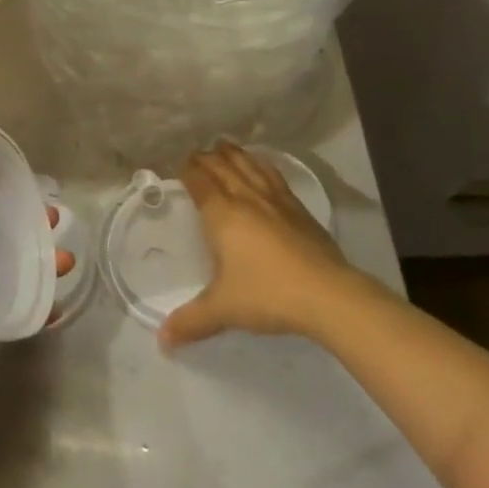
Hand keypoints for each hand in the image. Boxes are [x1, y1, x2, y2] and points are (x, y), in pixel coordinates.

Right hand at [160, 142, 356, 349]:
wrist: (326, 293)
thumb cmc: (267, 294)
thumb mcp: (223, 309)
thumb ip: (191, 321)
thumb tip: (162, 341)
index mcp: (222, 214)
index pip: (200, 182)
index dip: (188, 171)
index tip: (179, 164)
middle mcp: (245, 198)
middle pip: (222, 168)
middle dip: (206, 158)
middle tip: (196, 154)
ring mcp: (274, 200)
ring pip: (249, 166)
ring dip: (234, 154)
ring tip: (224, 146)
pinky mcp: (298, 208)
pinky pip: (274, 176)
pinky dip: (262, 165)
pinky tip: (262, 166)